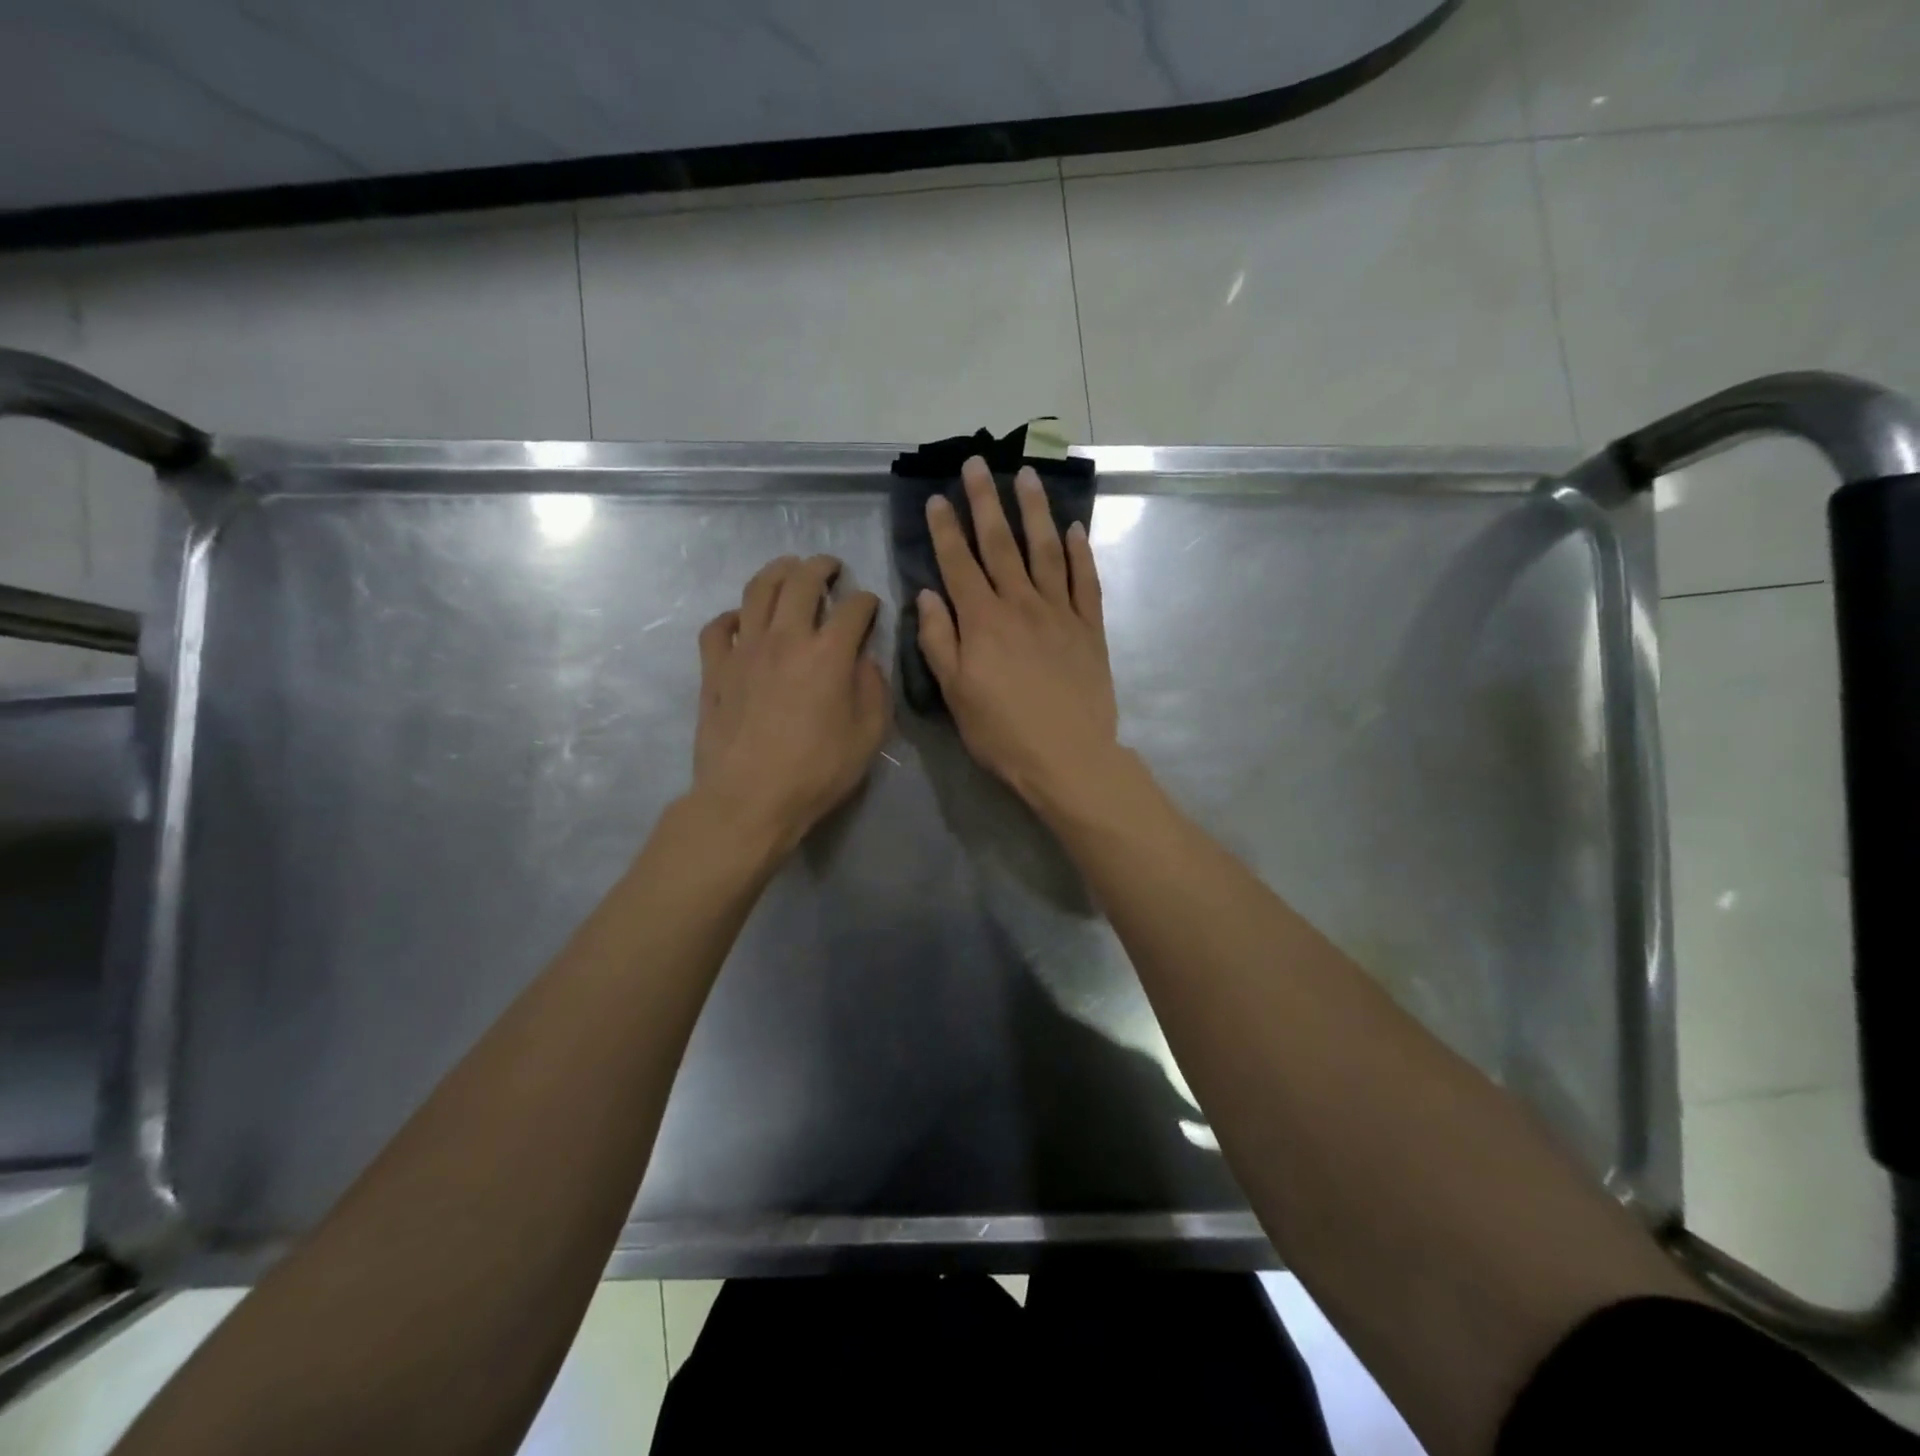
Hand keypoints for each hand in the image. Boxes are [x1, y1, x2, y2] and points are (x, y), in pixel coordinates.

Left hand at [692, 555, 889, 854]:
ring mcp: (744, 650)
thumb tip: (865, 661)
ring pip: (757, 591)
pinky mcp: (714, 669)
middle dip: (821, 567)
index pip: (853, 608)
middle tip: (830, 567)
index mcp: (828, 654)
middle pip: (801, 582)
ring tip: (788, 569)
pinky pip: (718, 627)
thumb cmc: (816, 772)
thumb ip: (874, 690)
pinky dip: (732, 616)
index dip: (867, 601)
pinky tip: (742, 621)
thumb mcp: (868, 736)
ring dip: (777, 572)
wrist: (749, 799)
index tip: (870, 606)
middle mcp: (785, 638)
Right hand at [916, 456, 1120, 811]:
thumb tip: (928, 595)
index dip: (946, 529)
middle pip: (1001, 544)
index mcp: (983, 621)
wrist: (1068, 757)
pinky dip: (1080, 553)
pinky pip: (1086, 582)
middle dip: (986, 501)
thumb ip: (939, 641)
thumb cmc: (1002, 732)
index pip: (959, 563)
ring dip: (1035, 511)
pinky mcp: (1090, 628)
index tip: (938, 497)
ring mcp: (1060, 613)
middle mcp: (1021, 604)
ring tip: (1026, 476)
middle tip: (978, 464)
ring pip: (1046, 551)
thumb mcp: (956, 694)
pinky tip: (1074, 530)